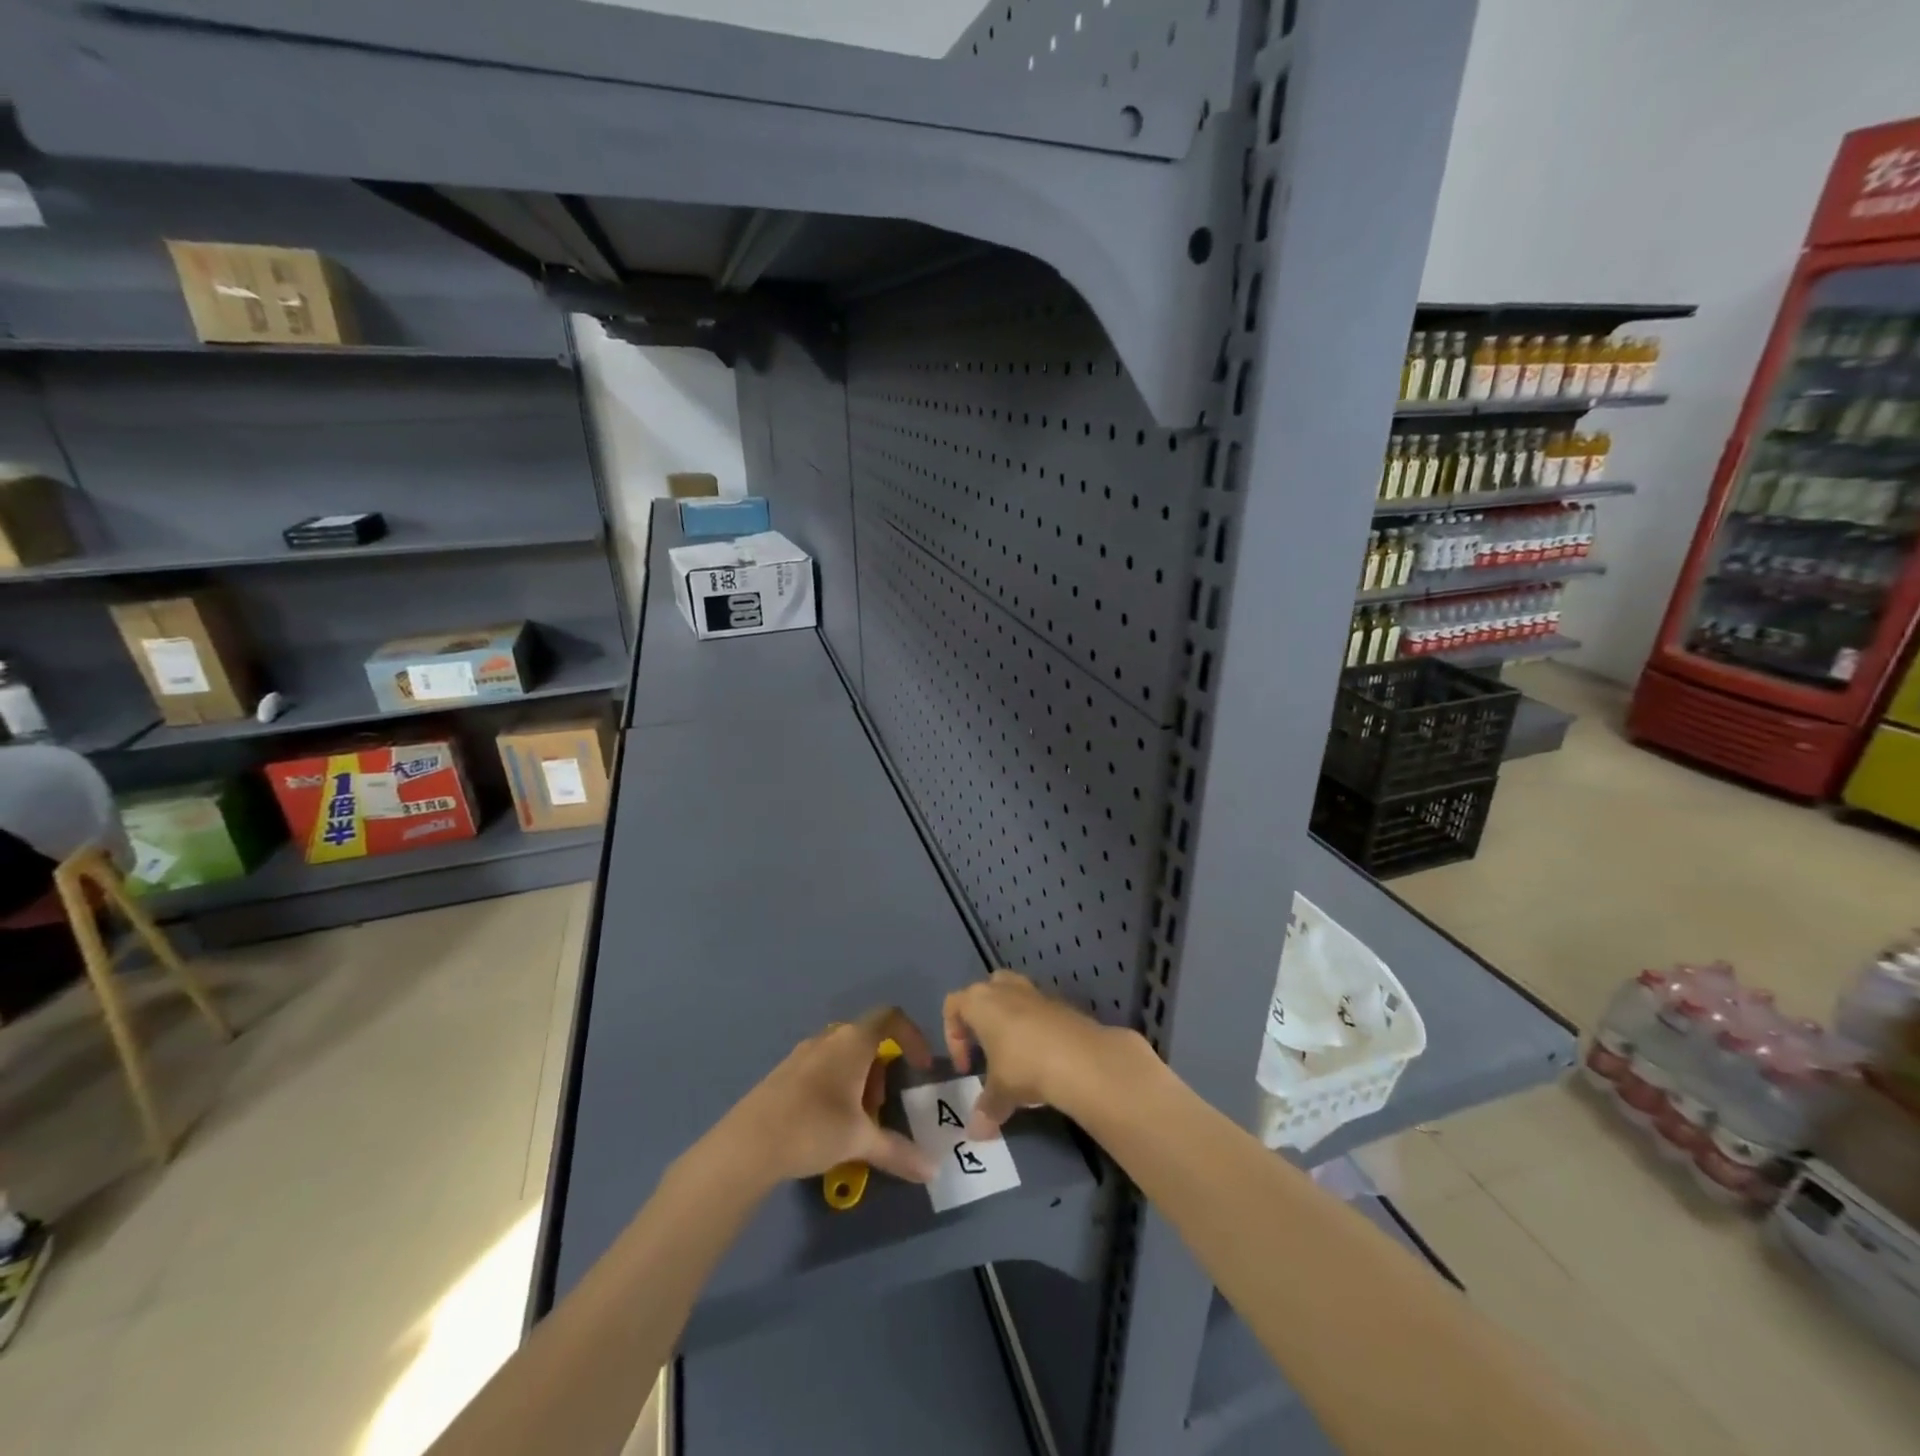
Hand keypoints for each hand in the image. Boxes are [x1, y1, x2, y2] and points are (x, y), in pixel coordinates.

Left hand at [720, 1007, 937, 1187]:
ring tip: (853, 1122)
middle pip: (867, 1039)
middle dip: (880, 1071)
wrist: (747, 1144)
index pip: (891, 1017)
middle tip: (878, 1109)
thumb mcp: (860, 1141)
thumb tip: (932, 1171)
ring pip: (842, 1055)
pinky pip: (821, 1068)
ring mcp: (802, 1053)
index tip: (919, 1068)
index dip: (912, 1036)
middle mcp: (828, 1038)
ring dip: (858, 1081)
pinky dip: (835, 1087)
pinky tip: (825, 1125)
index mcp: (853, 1041)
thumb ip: (898, 1151)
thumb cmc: (813, 1127)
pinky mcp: (783, 1072)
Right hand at [942, 970, 1133, 1139]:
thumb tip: (975, 1134)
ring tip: (1015, 1052)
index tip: (966, 1069)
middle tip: (987, 1049)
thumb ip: (985, 1109)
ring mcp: (1035, 991)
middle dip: (982, 1017)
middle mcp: (1005, 988)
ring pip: (1013, 994)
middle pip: (984, 991)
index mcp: (980, 1001)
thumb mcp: (1000, 1093)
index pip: (953, 1006)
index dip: (952, 1037)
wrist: (1080, 1057)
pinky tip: (1043, 1055)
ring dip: (1010, 1018)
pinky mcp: (1061, 1002)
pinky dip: (1036, 1027)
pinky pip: (1039, 1008)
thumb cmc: (1023, 1066)